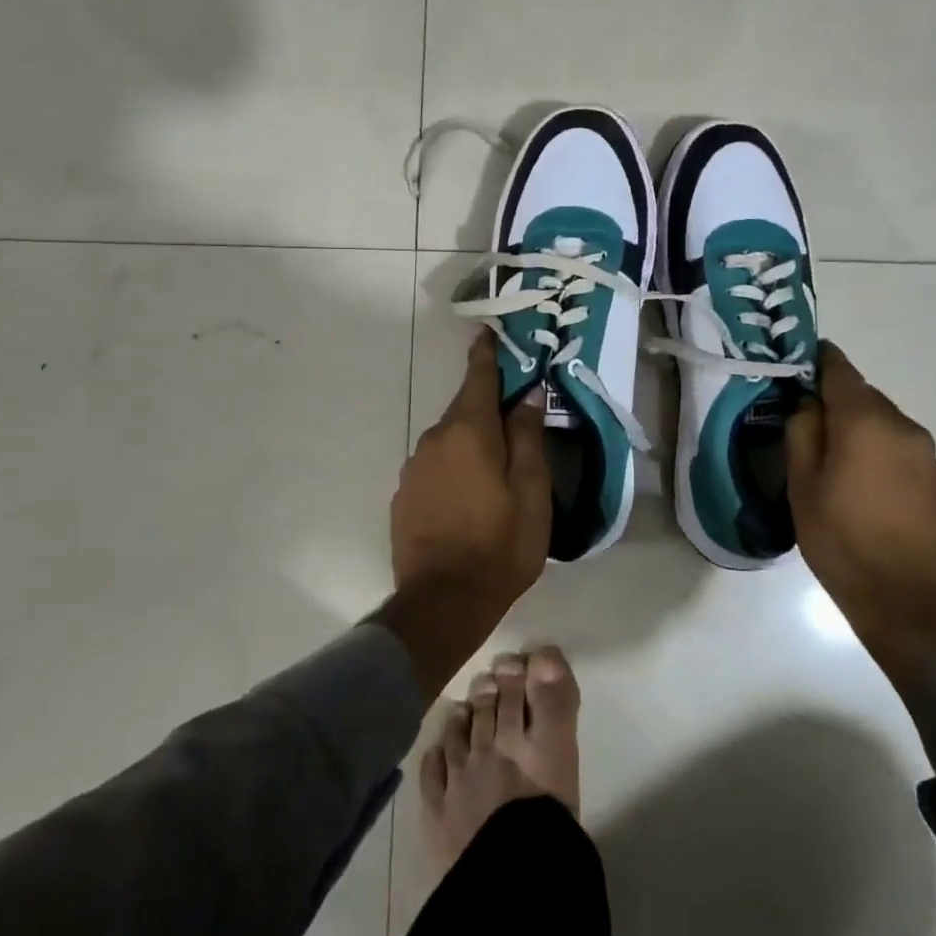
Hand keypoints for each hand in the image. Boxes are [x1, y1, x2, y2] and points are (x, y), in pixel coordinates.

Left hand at [377, 334, 549, 694]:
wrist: (443, 602)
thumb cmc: (499, 546)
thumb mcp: (531, 492)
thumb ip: (528, 438)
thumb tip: (528, 396)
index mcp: (469, 432)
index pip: (479, 378)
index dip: (486, 353)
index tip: (488, 332)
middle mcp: (434, 440)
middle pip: (464, 410)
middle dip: (487, 407)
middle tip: (514, 417)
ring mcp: (414, 468)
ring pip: (449, 441)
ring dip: (471, 443)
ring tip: (495, 469)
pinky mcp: (403, 496)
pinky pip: (434, 467)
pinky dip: (453, 469)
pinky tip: (468, 497)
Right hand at [786, 341, 935, 679]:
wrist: (908, 603)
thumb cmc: (842, 540)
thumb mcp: (802, 486)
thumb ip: (802, 432)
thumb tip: (808, 403)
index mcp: (867, 422)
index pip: (840, 370)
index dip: (818, 361)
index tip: (799, 362)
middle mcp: (904, 427)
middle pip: (863, 397)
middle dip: (835, 404)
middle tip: (806, 426)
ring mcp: (928, 455)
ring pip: (883, 425)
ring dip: (859, 431)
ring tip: (833, 463)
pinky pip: (900, 451)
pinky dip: (878, 455)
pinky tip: (863, 488)